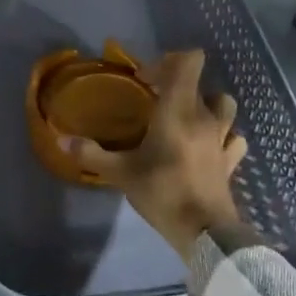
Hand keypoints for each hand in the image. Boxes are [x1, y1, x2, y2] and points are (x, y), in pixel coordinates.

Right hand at [61, 49, 246, 258]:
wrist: (206, 235)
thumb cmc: (163, 193)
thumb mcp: (121, 173)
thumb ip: (92, 154)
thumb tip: (62, 139)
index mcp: (178, 110)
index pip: (188, 62)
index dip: (167, 61)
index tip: (145, 80)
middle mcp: (204, 116)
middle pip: (197, 82)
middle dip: (175, 83)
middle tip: (153, 99)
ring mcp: (222, 138)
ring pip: (222, 104)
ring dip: (206, 102)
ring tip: (185, 116)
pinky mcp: (230, 160)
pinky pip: (233, 136)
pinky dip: (224, 134)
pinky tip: (209, 144)